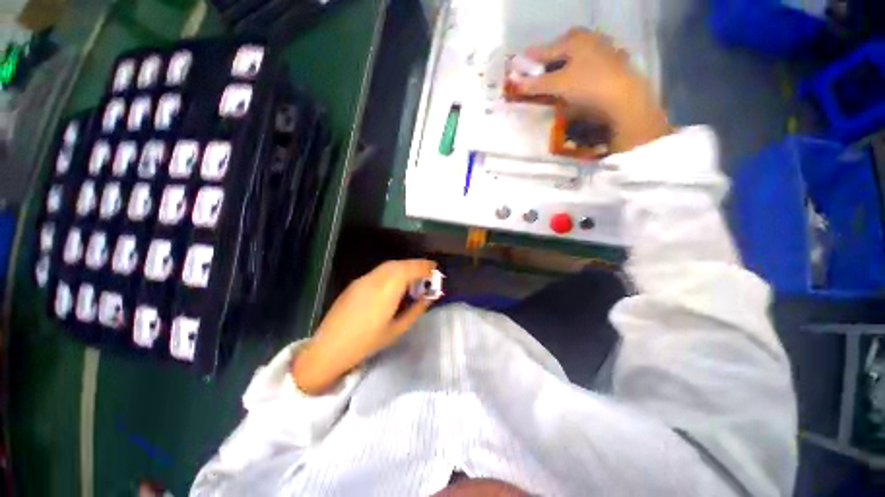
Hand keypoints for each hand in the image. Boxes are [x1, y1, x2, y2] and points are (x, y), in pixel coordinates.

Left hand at [291, 260, 437, 394]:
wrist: (329, 348)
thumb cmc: (366, 343)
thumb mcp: (397, 330)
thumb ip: (415, 310)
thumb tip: (428, 297)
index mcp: (386, 291)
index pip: (409, 270)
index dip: (424, 267)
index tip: (435, 269)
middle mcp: (375, 280)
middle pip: (399, 264)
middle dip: (416, 264)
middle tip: (428, 272)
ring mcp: (364, 280)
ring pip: (389, 265)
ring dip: (404, 266)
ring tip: (414, 276)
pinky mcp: (356, 283)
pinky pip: (379, 271)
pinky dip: (393, 270)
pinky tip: (395, 281)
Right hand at [516, 28, 670, 152]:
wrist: (625, 98)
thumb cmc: (588, 85)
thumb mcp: (558, 85)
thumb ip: (536, 83)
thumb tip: (515, 84)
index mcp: (574, 39)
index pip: (545, 50)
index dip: (531, 60)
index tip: (519, 66)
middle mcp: (589, 39)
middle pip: (562, 50)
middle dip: (549, 61)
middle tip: (539, 74)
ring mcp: (604, 50)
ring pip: (576, 57)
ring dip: (563, 67)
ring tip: (555, 81)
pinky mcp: (613, 64)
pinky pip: (588, 65)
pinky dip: (577, 73)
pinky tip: (575, 84)